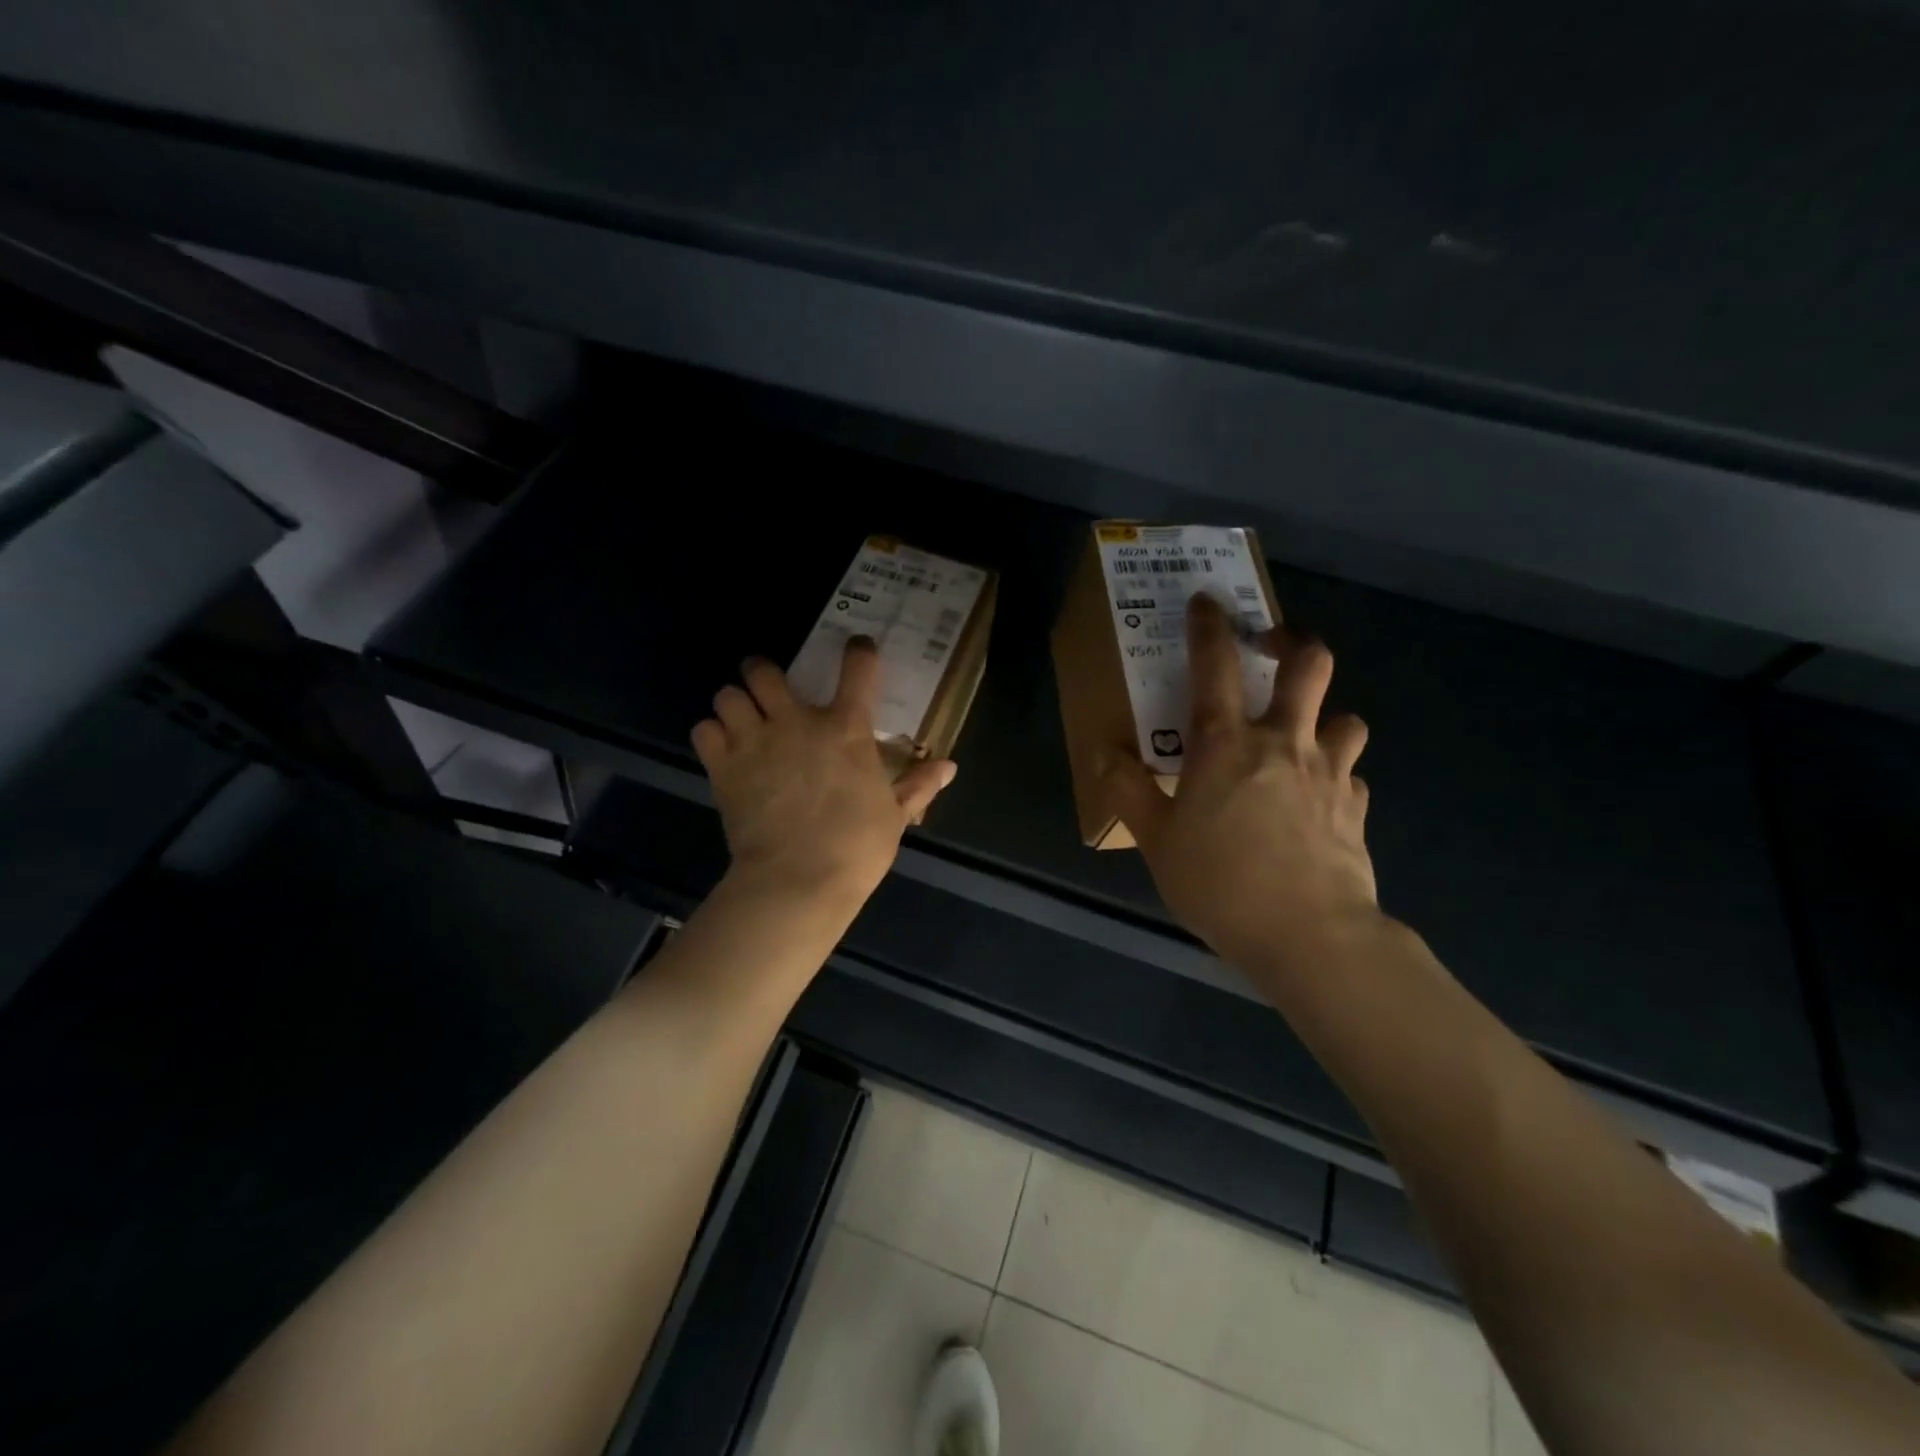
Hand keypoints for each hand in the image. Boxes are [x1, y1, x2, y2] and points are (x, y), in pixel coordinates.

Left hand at [692, 639, 955, 909]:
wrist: (798, 881)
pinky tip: (723, 749)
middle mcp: (796, 723)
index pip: (857, 670)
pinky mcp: (723, 768)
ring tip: (741, 720)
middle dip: (762, 672)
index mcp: (846, 729)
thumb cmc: (856, 847)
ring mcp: (755, 742)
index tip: (858, 649)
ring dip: (734, 703)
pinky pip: (704, 730)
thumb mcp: (895, 816)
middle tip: (768, 688)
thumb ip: (918, 785)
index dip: (859, 652)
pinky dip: (712, 735)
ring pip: (727, 694)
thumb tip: (949, 766)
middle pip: (763, 670)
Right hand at [1099, 594, 1380, 972]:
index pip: (1216, 666)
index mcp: (1226, 745)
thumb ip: (1128, 791)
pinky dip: (1336, 776)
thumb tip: (1101, 752)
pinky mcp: (1356, 807)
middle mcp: (1283, 743)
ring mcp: (1329, 773)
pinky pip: (1352, 775)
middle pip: (1310, 666)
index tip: (1207, 601)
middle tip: (1276, 647)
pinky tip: (1319, 801)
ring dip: (1325, 716)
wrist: (1311, 937)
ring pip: (1346, 717)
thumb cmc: (1221, 883)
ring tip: (1304, 736)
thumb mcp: (1157, 841)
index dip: (1209, 626)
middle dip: (1294, 643)